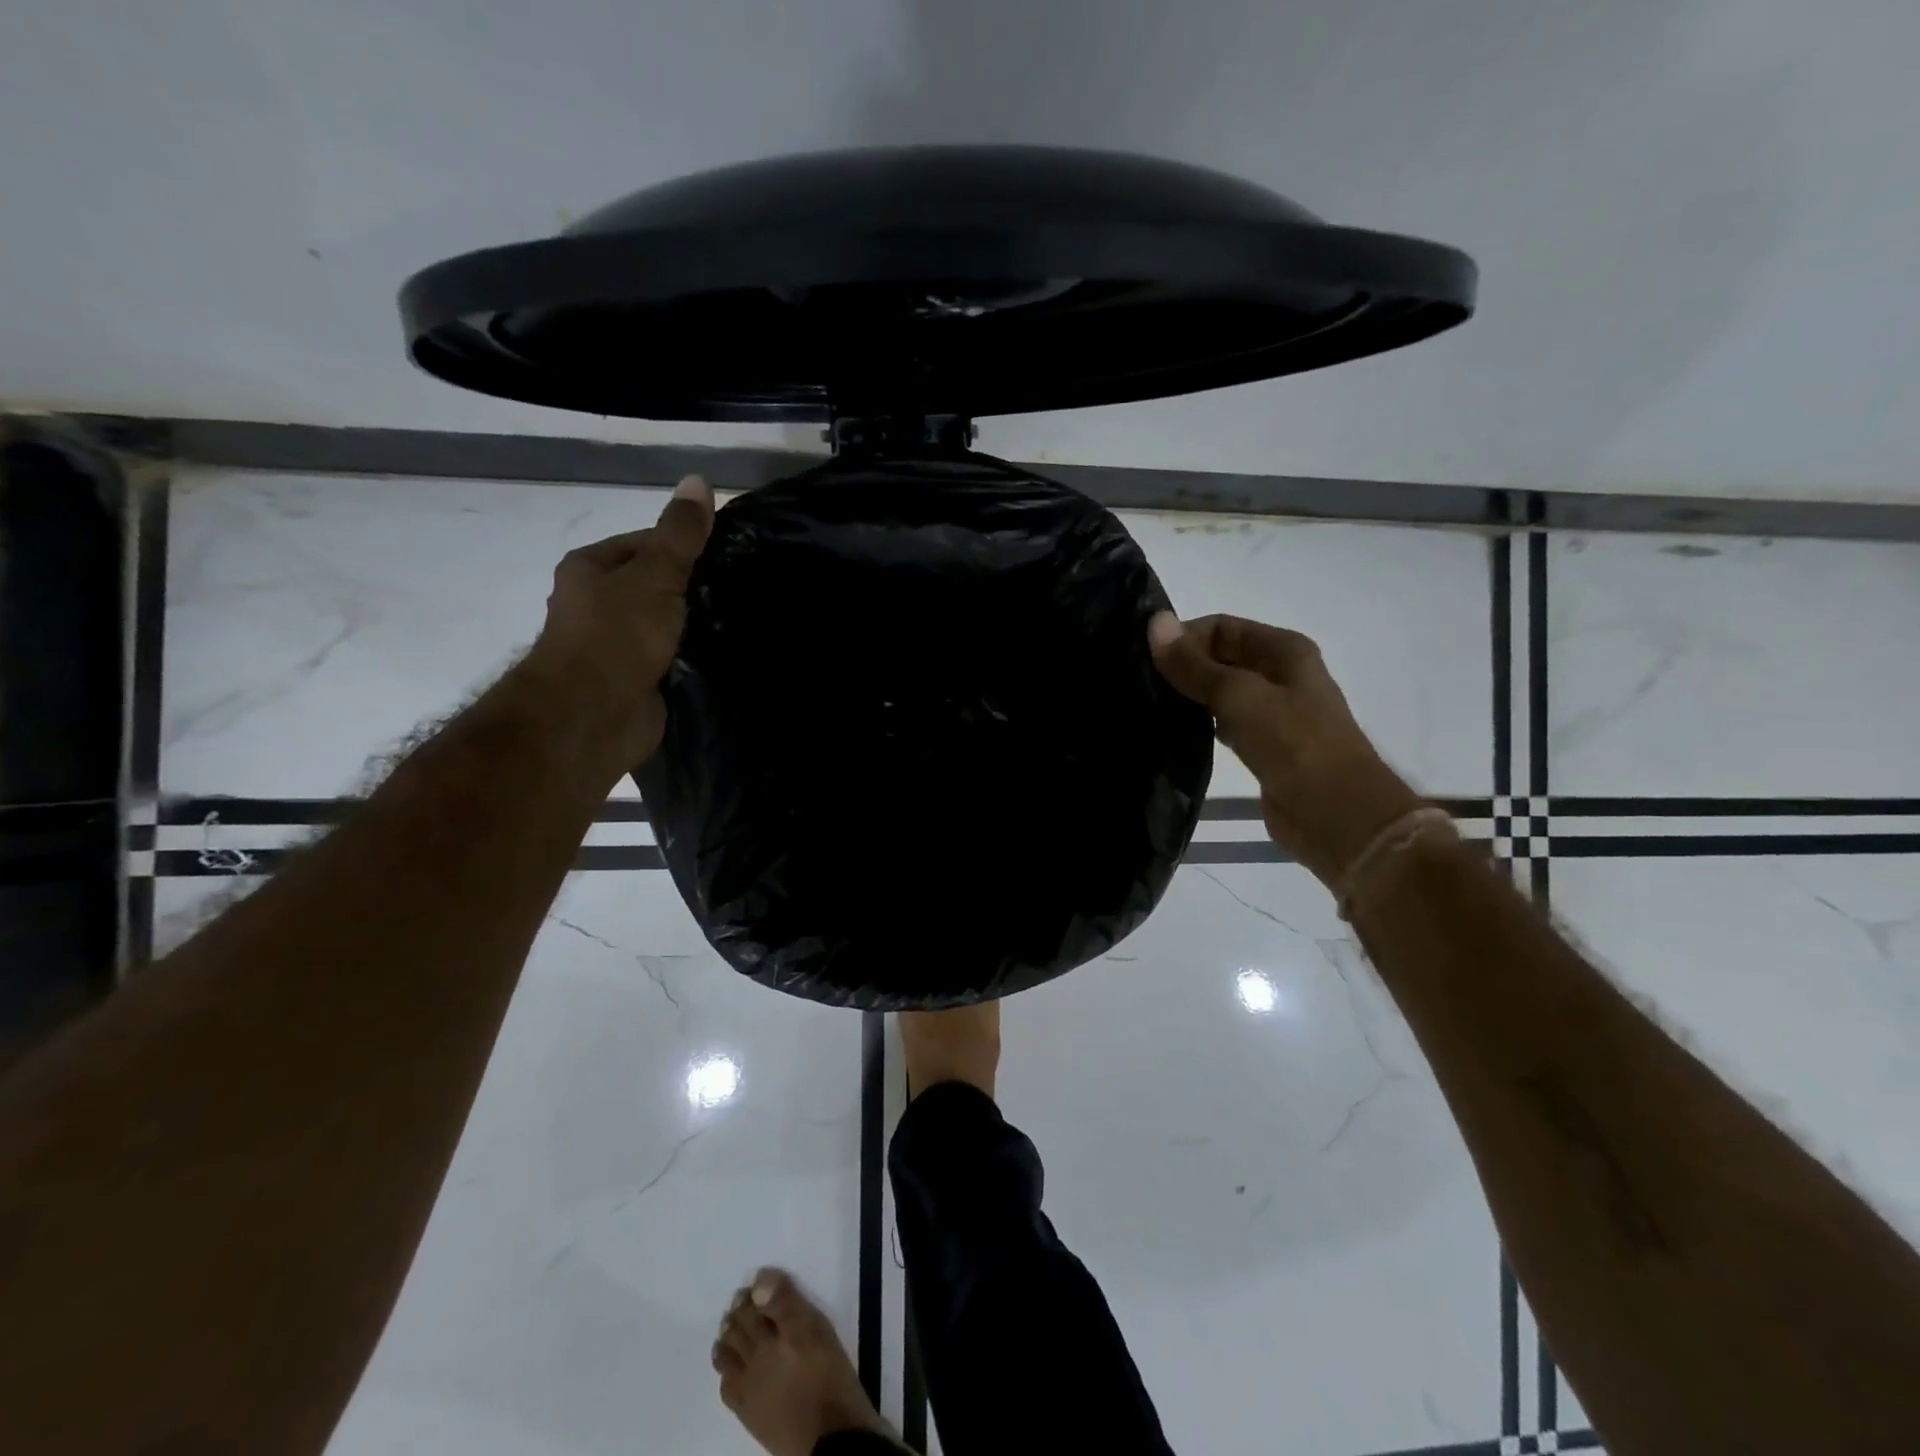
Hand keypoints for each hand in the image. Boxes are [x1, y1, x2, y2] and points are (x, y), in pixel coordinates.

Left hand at [522, 475, 714, 764]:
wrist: (594, 715)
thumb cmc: (617, 634)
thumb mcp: (655, 573)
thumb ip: (680, 533)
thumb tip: (699, 480)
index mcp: (592, 568)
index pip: (646, 543)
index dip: (686, 545)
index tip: (729, 554)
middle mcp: (599, 604)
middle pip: (658, 585)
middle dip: (696, 589)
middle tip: (743, 588)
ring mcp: (618, 646)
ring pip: (668, 625)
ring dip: (699, 626)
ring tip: (745, 619)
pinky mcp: (638, 681)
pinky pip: (674, 660)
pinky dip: (696, 659)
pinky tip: (729, 655)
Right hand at [1148, 612, 1421, 885]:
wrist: (1337, 815)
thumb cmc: (1295, 745)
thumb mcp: (1240, 696)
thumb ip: (1194, 664)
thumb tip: (1154, 622)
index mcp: (1284, 650)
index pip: (1221, 627)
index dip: (1183, 637)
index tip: (1143, 659)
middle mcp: (1280, 675)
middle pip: (1220, 658)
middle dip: (1182, 667)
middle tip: (1137, 684)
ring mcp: (1273, 713)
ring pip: (1220, 693)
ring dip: (1188, 697)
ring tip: (1146, 706)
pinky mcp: (1263, 747)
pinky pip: (1223, 724)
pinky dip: (1199, 725)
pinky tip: (1171, 734)